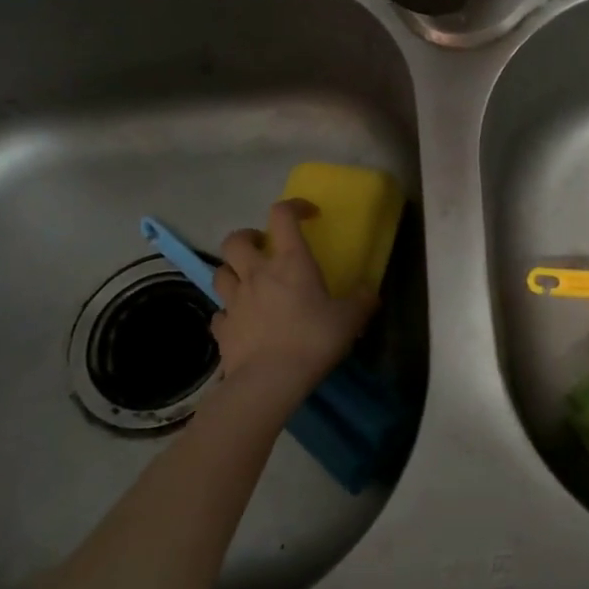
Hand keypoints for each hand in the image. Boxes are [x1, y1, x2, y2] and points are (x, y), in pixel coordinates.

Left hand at [210, 200, 377, 409]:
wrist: (269, 381)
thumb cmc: (313, 340)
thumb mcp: (350, 319)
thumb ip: (361, 300)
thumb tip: (369, 292)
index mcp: (290, 261)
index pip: (282, 215)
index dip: (294, 206)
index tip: (308, 214)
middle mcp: (257, 273)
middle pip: (235, 239)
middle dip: (248, 237)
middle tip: (265, 248)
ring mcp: (234, 301)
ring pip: (220, 272)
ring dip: (233, 271)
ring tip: (249, 282)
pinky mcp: (222, 329)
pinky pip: (220, 312)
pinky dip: (229, 312)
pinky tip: (242, 321)